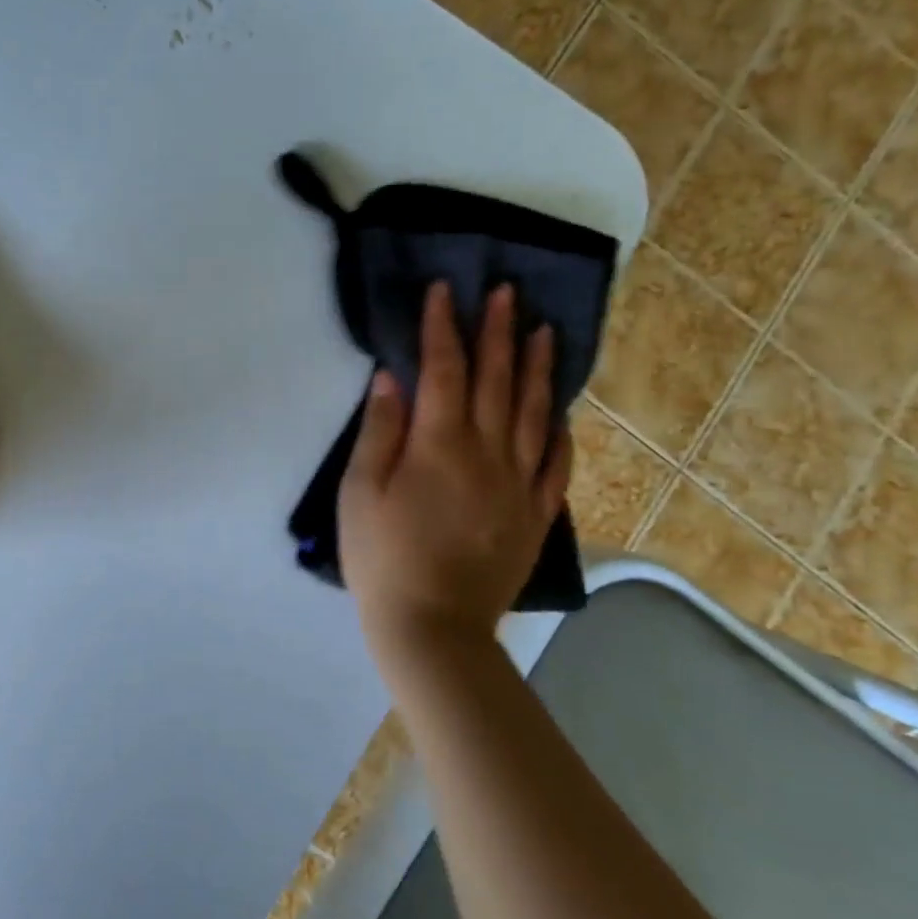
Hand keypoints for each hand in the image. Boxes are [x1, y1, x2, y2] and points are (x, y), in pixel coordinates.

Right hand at [338, 283, 571, 658]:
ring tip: (544, 330)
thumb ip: (379, 432)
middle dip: (499, 332)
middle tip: (507, 292)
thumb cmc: (381, 558)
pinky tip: (558, 411)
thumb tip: (391, 378)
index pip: (445, 370)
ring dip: (537, 368)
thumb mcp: (359, 493)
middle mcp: (487, 453)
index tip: (446, 291)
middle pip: (496, 381)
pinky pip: (556, 463)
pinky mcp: (535, 514)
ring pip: (533, 412)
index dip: (444, 327)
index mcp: (439, 445)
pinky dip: (557, 430)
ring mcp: (519, 484)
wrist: (433, 627)